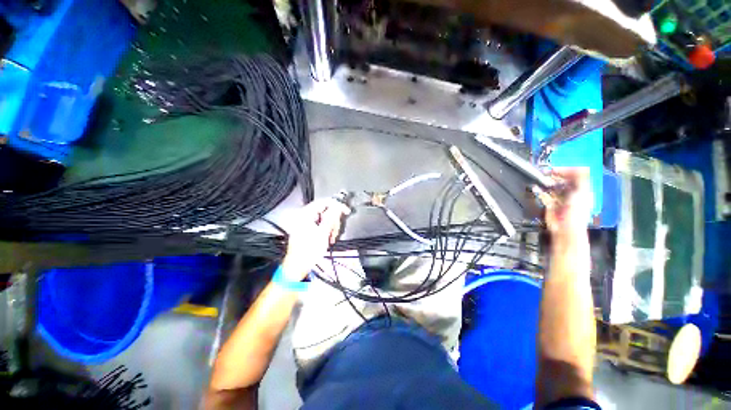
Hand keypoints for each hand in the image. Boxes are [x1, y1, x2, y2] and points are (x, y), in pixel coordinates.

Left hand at [281, 198, 350, 281]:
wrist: (299, 266)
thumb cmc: (308, 251)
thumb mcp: (323, 233)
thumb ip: (331, 218)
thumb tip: (338, 206)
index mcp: (305, 214)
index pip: (324, 202)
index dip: (337, 205)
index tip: (346, 210)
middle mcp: (304, 216)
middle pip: (325, 211)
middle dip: (333, 221)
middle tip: (335, 230)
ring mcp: (305, 222)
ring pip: (324, 218)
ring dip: (331, 227)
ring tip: (331, 237)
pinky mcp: (307, 228)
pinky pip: (321, 224)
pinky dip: (327, 230)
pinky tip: (328, 237)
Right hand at [536, 168, 592, 238]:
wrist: (565, 228)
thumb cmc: (576, 213)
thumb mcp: (582, 191)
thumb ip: (581, 178)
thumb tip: (578, 167)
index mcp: (581, 189)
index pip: (575, 174)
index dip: (566, 170)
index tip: (556, 169)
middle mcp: (570, 193)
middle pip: (562, 179)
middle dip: (554, 176)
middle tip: (546, 173)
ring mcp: (559, 199)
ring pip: (551, 186)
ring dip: (545, 183)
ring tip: (541, 180)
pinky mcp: (549, 204)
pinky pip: (543, 195)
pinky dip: (539, 191)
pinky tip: (536, 188)